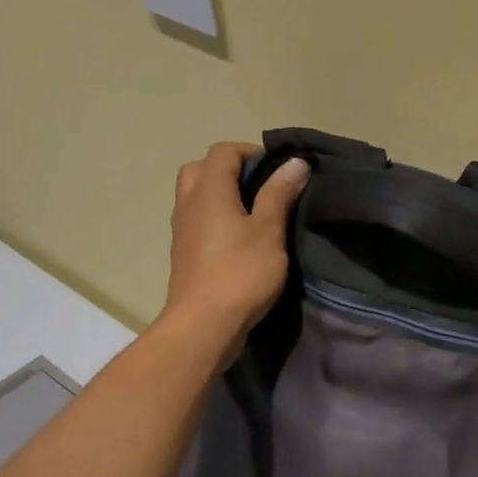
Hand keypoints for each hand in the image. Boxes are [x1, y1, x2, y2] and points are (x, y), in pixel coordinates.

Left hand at [161, 142, 309, 356]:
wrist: (204, 325)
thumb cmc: (240, 274)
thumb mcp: (269, 232)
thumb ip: (279, 194)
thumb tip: (295, 162)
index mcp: (209, 192)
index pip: (223, 151)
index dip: (252, 152)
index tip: (279, 171)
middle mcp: (189, 204)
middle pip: (202, 169)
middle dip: (231, 170)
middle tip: (261, 188)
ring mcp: (182, 230)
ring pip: (196, 195)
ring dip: (222, 194)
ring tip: (255, 214)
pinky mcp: (184, 254)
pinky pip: (198, 220)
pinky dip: (216, 218)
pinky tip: (240, 240)